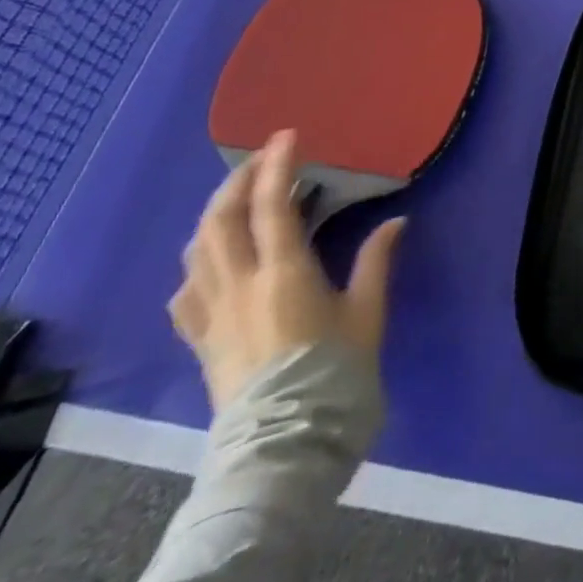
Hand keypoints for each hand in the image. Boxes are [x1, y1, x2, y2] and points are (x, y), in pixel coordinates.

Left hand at [170, 129, 405, 411]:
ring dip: (214, 217)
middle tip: (260, 160)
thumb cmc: (335, 373)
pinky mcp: (201, 342)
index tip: (287, 135)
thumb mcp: (367, 313)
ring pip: (197, 252)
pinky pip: (186, 292)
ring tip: (237, 203)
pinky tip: (212, 265)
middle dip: (237, 182)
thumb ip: (376, 262)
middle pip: (220, 221)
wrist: (286, 446)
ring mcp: (213, 315)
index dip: (276, 165)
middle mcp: (239, 286)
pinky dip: (198, 264)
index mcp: (284, 273)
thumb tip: (395, 221)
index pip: (271, 206)